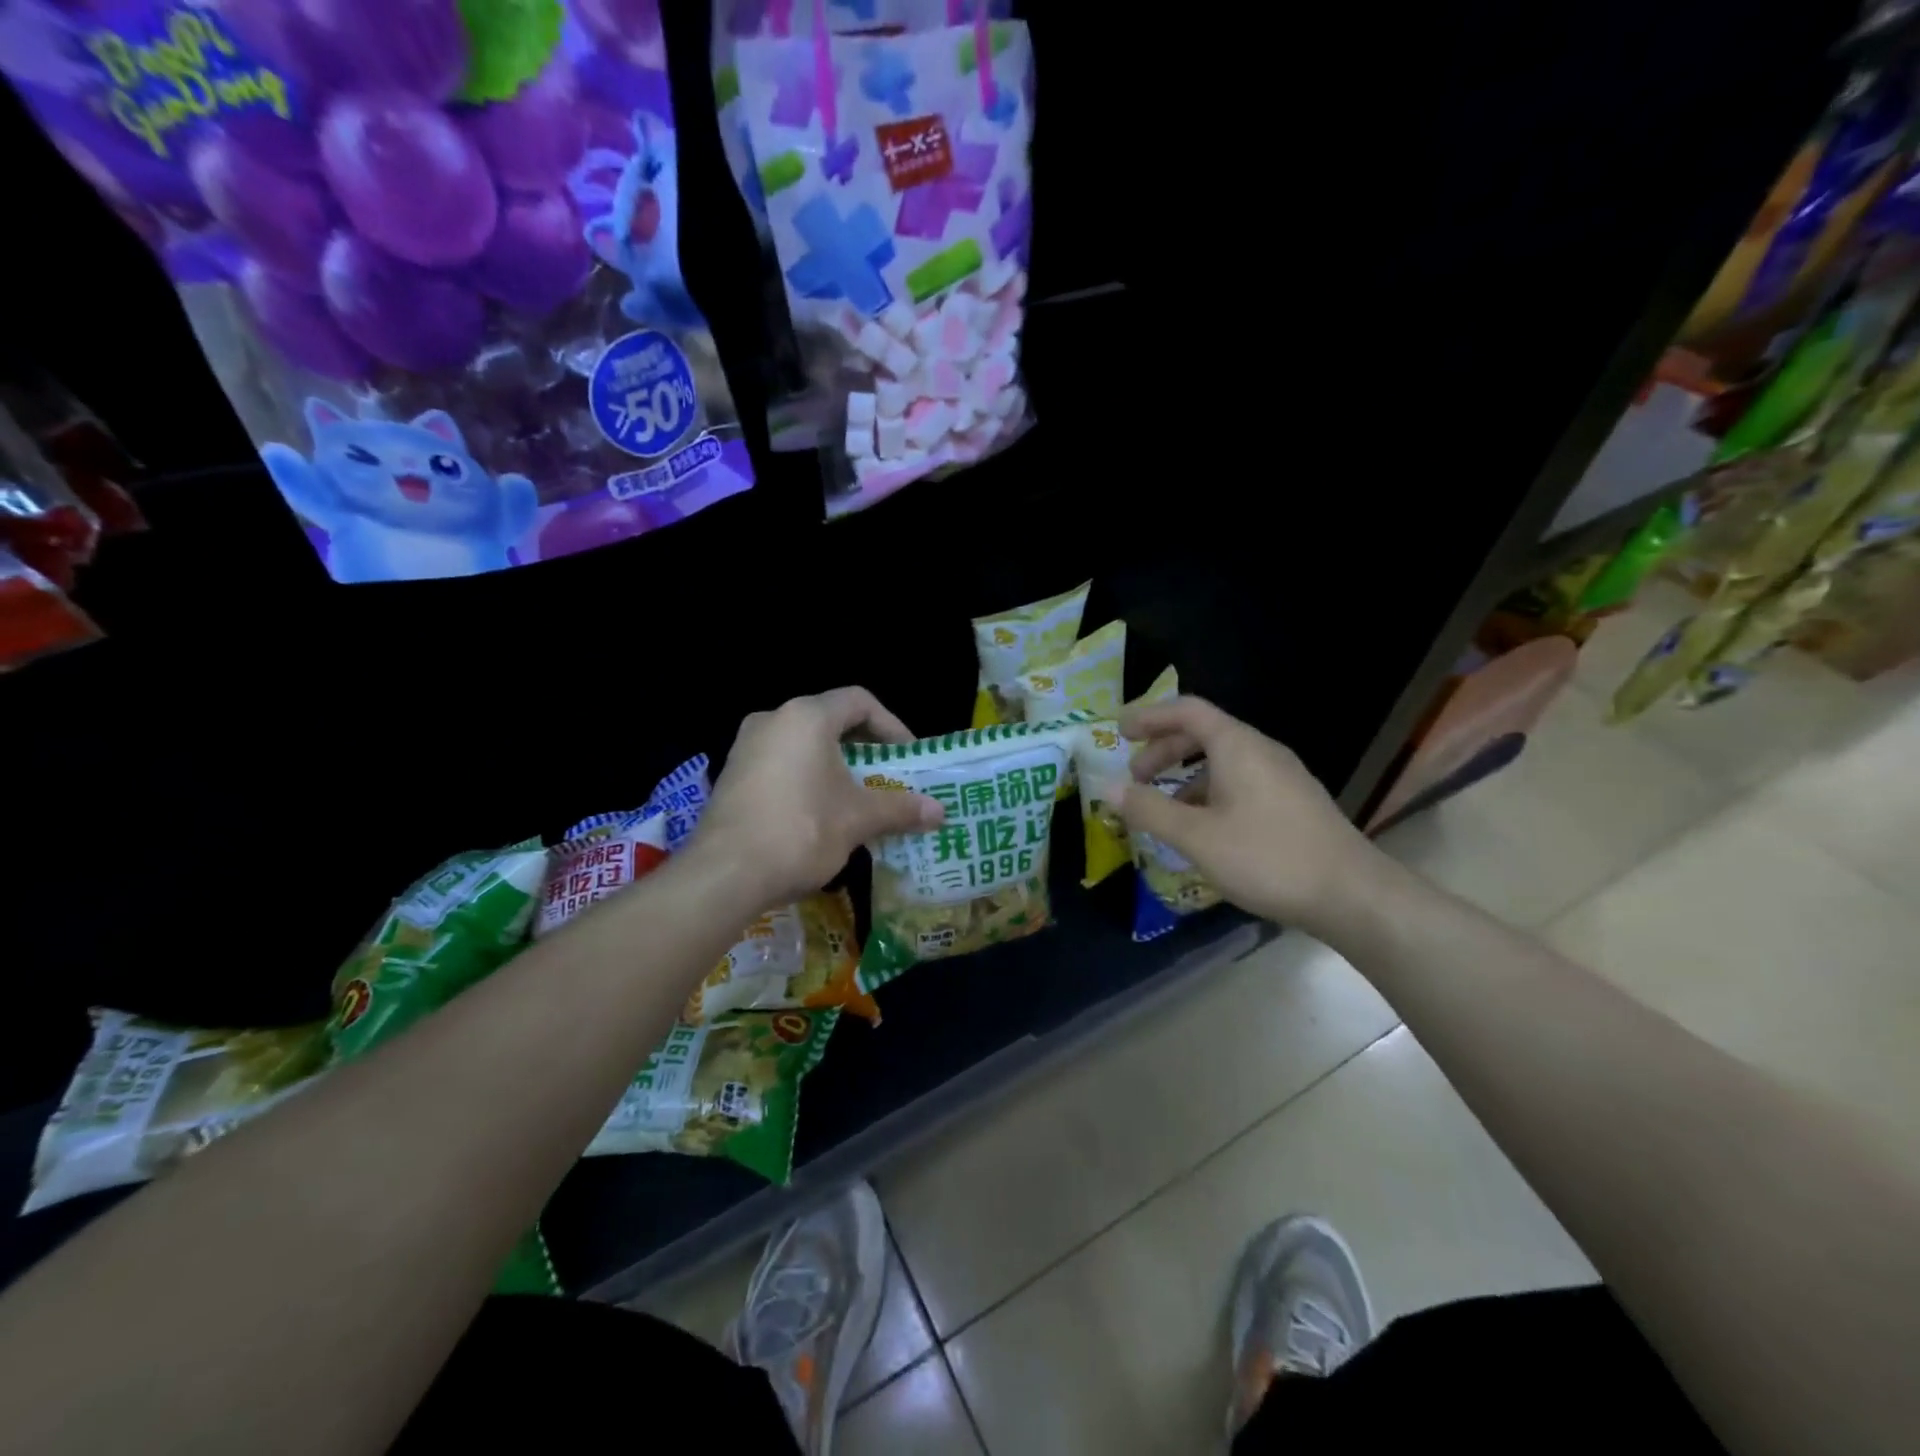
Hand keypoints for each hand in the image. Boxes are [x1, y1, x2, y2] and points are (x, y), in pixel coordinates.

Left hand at [697, 687, 945, 909]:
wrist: (725, 874)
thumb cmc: (801, 830)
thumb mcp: (858, 818)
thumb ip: (900, 808)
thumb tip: (940, 812)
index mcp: (806, 717)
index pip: (859, 701)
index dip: (891, 725)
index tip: (908, 757)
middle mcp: (773, 720)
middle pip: (830, 720)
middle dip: (864, 748)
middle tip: (888, 776)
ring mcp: (746, 747)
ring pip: (804, 744)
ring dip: (835, 766)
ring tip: (858, 797)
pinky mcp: (732, 775)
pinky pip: (781, 764)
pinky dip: (807, 778)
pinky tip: (819, 813)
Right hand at [1118, 696, 1382, 936]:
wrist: (1353, 896)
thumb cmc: (1268, 858)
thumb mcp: (1197, 837)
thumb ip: (1149, 810)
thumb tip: (1107, 787)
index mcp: (1238, 746)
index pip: (1188, 711)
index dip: (1150, 716)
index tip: (1119, 732)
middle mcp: (1261, 752)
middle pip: (1203, 734)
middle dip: (1163, 751)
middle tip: (1134, 778)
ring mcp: (1282, 777)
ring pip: (1222, 762)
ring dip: (1184, 777)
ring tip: (1162, 809)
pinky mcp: (1292, 804)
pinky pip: (1239, 783)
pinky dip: (1209, 794)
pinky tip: (1202, 830)